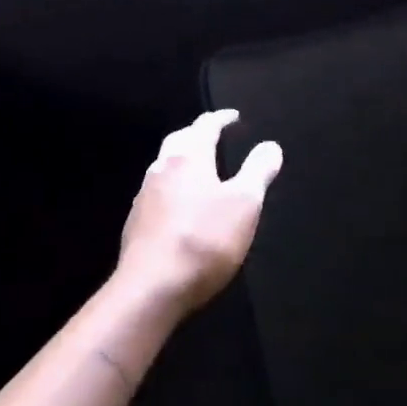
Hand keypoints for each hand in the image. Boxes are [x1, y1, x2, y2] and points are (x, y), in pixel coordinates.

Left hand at [117, 110, 282, 314]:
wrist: (151, 288)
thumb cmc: (204, 240)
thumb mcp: (245, 204)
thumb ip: (258, 171)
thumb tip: (270, 145)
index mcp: (190, 157)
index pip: (206, 126)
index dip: (221, 118)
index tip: (233, 116)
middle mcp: (163, 167)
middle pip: (180, 140)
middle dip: (197, 133)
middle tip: (213, 135)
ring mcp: (145, 195)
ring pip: (165, 164)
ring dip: (182, 159)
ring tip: (199, 166)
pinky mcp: (136, 222)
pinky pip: (157, 191)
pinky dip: (172, 186)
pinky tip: (180, 203)